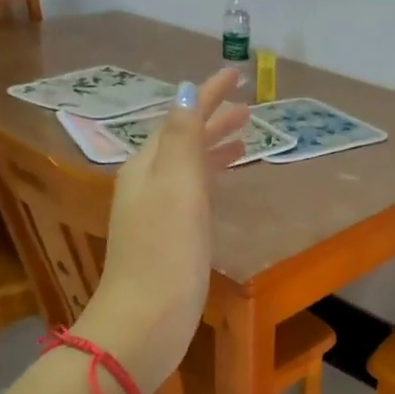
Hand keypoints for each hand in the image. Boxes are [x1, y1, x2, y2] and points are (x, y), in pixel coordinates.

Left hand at [77, 68, 248, 392]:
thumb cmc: (166, 252)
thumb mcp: (176, 187)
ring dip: (214, 147)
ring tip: (245, 139)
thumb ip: (182, 139)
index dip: (207, 94)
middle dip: (213, 119)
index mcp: (147, 165)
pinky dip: (211, 176)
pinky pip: (192, 191)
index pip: (180, 117)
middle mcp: (147, 183)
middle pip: (182, 139)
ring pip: (188, 165)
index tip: (236, 73)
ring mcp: (156, 212)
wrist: (146, 319)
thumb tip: (184, 91)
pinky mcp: (168, 238)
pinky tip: (223, 182)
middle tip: (248, 109)